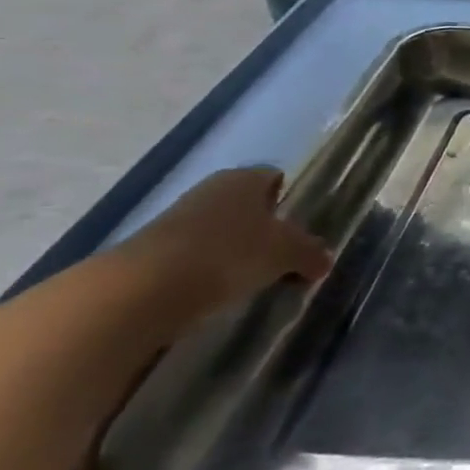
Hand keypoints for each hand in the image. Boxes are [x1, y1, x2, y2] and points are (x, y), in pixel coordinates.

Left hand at [120, 167, 331, 311]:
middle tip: (284, 257)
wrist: (145, 289)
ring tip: (254, 279)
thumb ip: (310, 253)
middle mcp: (211, 190)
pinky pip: (197, 255)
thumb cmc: (230, 253)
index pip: (275, 179)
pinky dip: (210, 270)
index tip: (302, 229)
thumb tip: (324, 259)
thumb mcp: (287, 253)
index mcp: (244, 178)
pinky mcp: (154, 251)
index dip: (291, 200)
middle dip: (265, 229)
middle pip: (248, 206)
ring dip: (237, 251)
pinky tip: (221, 291)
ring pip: (221, 231)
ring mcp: (178, 219)